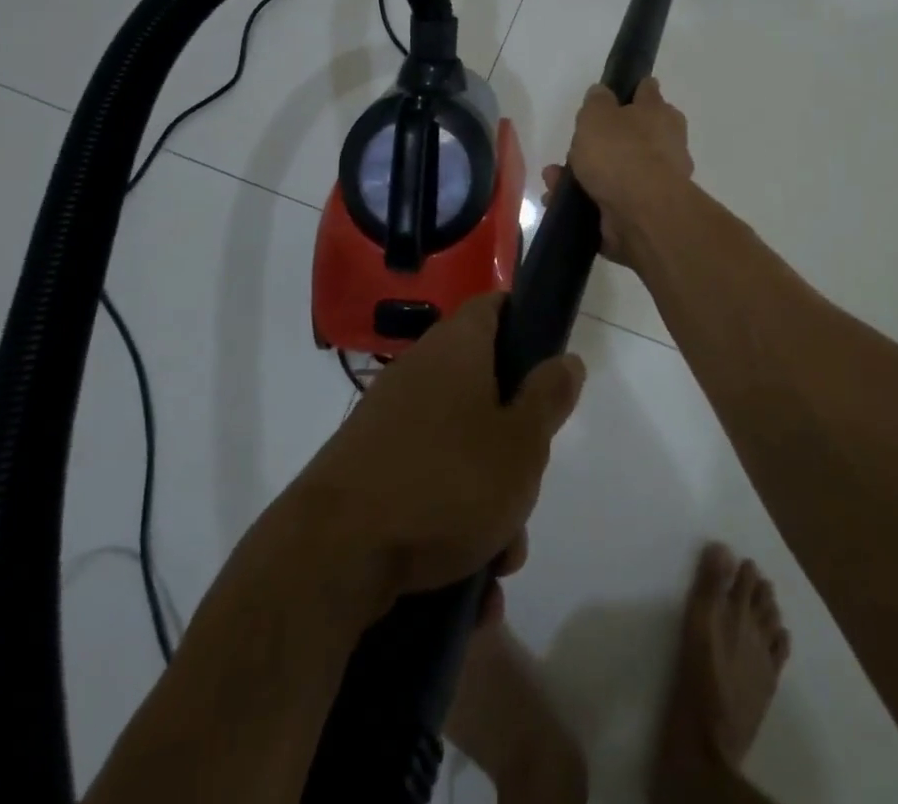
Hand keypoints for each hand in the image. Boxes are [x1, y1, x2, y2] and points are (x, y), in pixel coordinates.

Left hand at [291, 294, 584, 612]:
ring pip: (459, 449)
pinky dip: (449, 528)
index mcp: (457, 349)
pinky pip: (426, 487)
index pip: (494, 307)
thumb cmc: (446, 483)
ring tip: (499, 564)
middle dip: (514, 444)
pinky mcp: (366, 472)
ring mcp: (388, 423)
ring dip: (487, 503)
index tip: (546, 364)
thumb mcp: (521, 443)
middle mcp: (419, 373)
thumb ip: (549, 398)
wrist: (331, 557)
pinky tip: (466, 591)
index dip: (524, 322)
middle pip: (484, 389)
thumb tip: (566, 360)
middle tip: (527, 487)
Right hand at [545, 77, 694, 265]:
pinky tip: (558, 202)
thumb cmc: (621, 152)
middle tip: (573, 147)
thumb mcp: (598, 115)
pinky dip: (584, 201)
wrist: (641, 212)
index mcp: (660, 114)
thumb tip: (602, 93)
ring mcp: (655, 181)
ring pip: (614, 170)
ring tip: (553, 179)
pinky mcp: (642, 212)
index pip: (647, 93)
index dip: (631, 91)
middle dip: (597, 142)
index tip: (614, 94)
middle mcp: (665, 145)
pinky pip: (608, 200)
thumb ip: (597, 101)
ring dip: (583, 174)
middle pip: (629, 136)